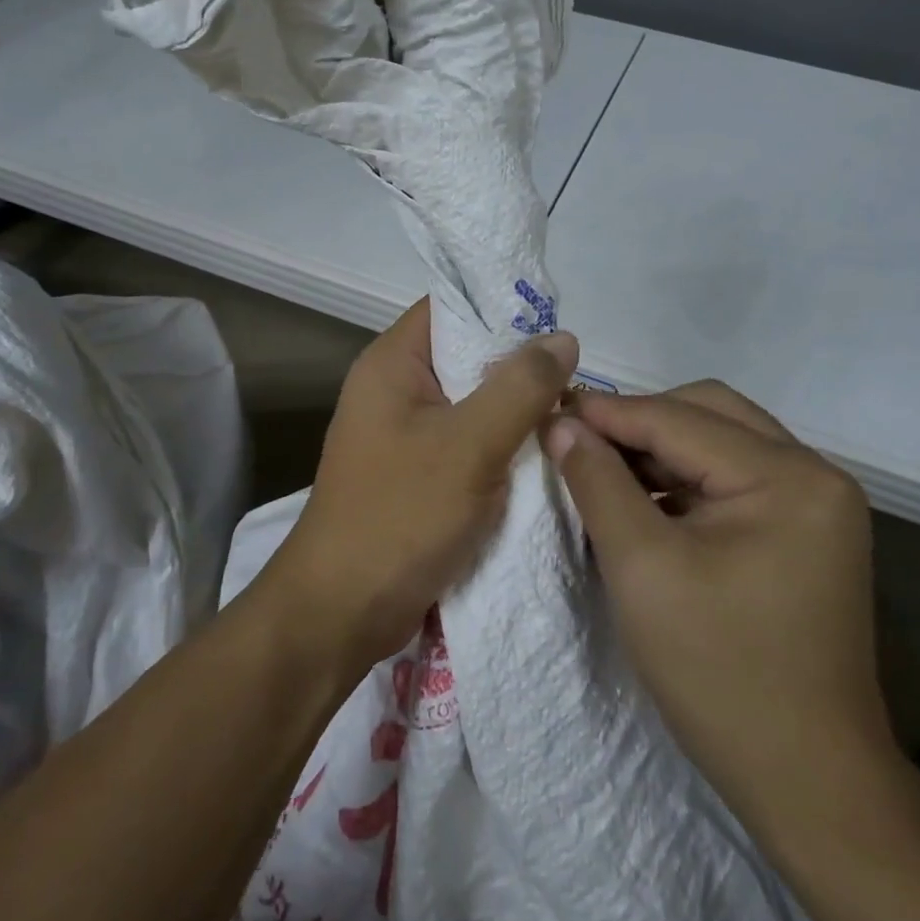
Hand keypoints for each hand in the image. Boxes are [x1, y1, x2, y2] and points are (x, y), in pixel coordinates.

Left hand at [260, 298, 578, 678]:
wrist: (340, 613)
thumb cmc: (400, 516)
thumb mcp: (469, 446)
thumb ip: (520, 388)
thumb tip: (563, 337)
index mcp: (392, 363)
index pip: (452, 307)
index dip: (503, 307)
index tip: (558, 325)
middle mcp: (395, 388)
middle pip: (467, 355)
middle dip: (521, 366)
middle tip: (579, 379)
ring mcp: (404, 433)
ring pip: (473, 402)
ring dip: (516, 410)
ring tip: (572, 415)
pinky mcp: (417, 472)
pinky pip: (468, 442)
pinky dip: (502, 445)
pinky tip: (544, 456)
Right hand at [545, 382, 890, 816]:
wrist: (808, 782)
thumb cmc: (718, 672)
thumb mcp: (641, 568)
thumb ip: (598, 483)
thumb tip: (562, 423)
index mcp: (788, 476)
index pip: (679, 419)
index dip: (607, 412)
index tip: (547, 410)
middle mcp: (815, 473)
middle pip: (709, 413)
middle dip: (639, 421)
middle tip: (579, 440)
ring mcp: (817, 503)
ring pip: (721, 441)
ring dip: (660, 448)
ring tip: (602, 468)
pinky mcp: (806, 531)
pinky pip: (733, 478)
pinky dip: (685, 478)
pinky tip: (643, 500)